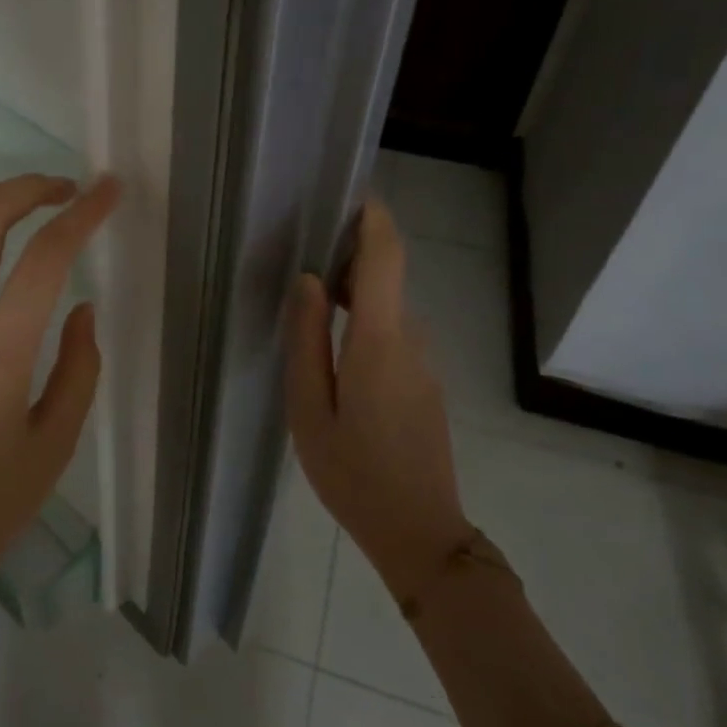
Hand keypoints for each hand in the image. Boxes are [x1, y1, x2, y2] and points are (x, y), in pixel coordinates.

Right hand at [285, 198, 468, 604]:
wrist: (420, 533)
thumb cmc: (352, 474)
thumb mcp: (309, 409)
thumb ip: (308, 340)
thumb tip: (311, 282)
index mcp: (378, 342)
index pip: (386, 259)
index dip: (373, 219)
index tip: (350, 193)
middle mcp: (409, 341)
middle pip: (386, 279)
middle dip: (351, 257)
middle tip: (303, 256)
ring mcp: (422, 363)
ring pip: (387, 310)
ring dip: (355, 293)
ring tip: (309, 303)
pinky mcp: (424, 384)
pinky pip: (392, 336)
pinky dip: (364, 323)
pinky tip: (332, 352)